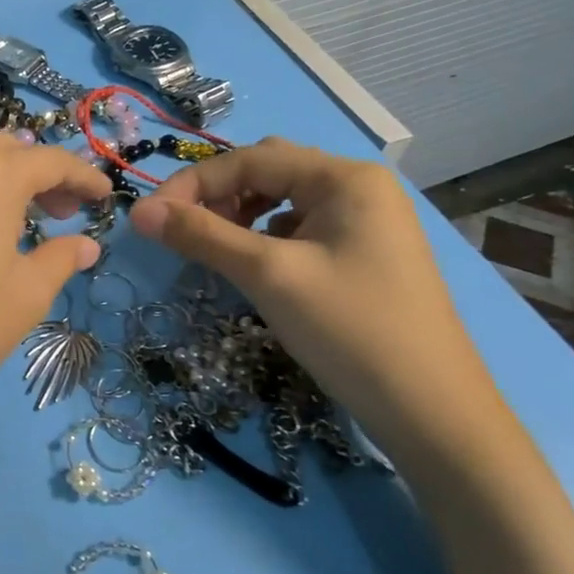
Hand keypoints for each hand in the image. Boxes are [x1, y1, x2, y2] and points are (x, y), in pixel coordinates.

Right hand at [128, 138, 503, 454]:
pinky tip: (260, 267)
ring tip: (218, 249)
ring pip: (284, 201)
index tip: (149, 219)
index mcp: (345, 178)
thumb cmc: (351, 331)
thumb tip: (139, 211)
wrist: (434, 415)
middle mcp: (360, 188)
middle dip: (220, 196)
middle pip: (270, 172)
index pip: (251, 159)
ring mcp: (367, 223)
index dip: (193, 184)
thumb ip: (202, 235)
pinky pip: (302, 229)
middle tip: (186, 233)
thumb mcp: (269, 276)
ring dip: (241, 216)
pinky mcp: (366, 255)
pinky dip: (267, 238)